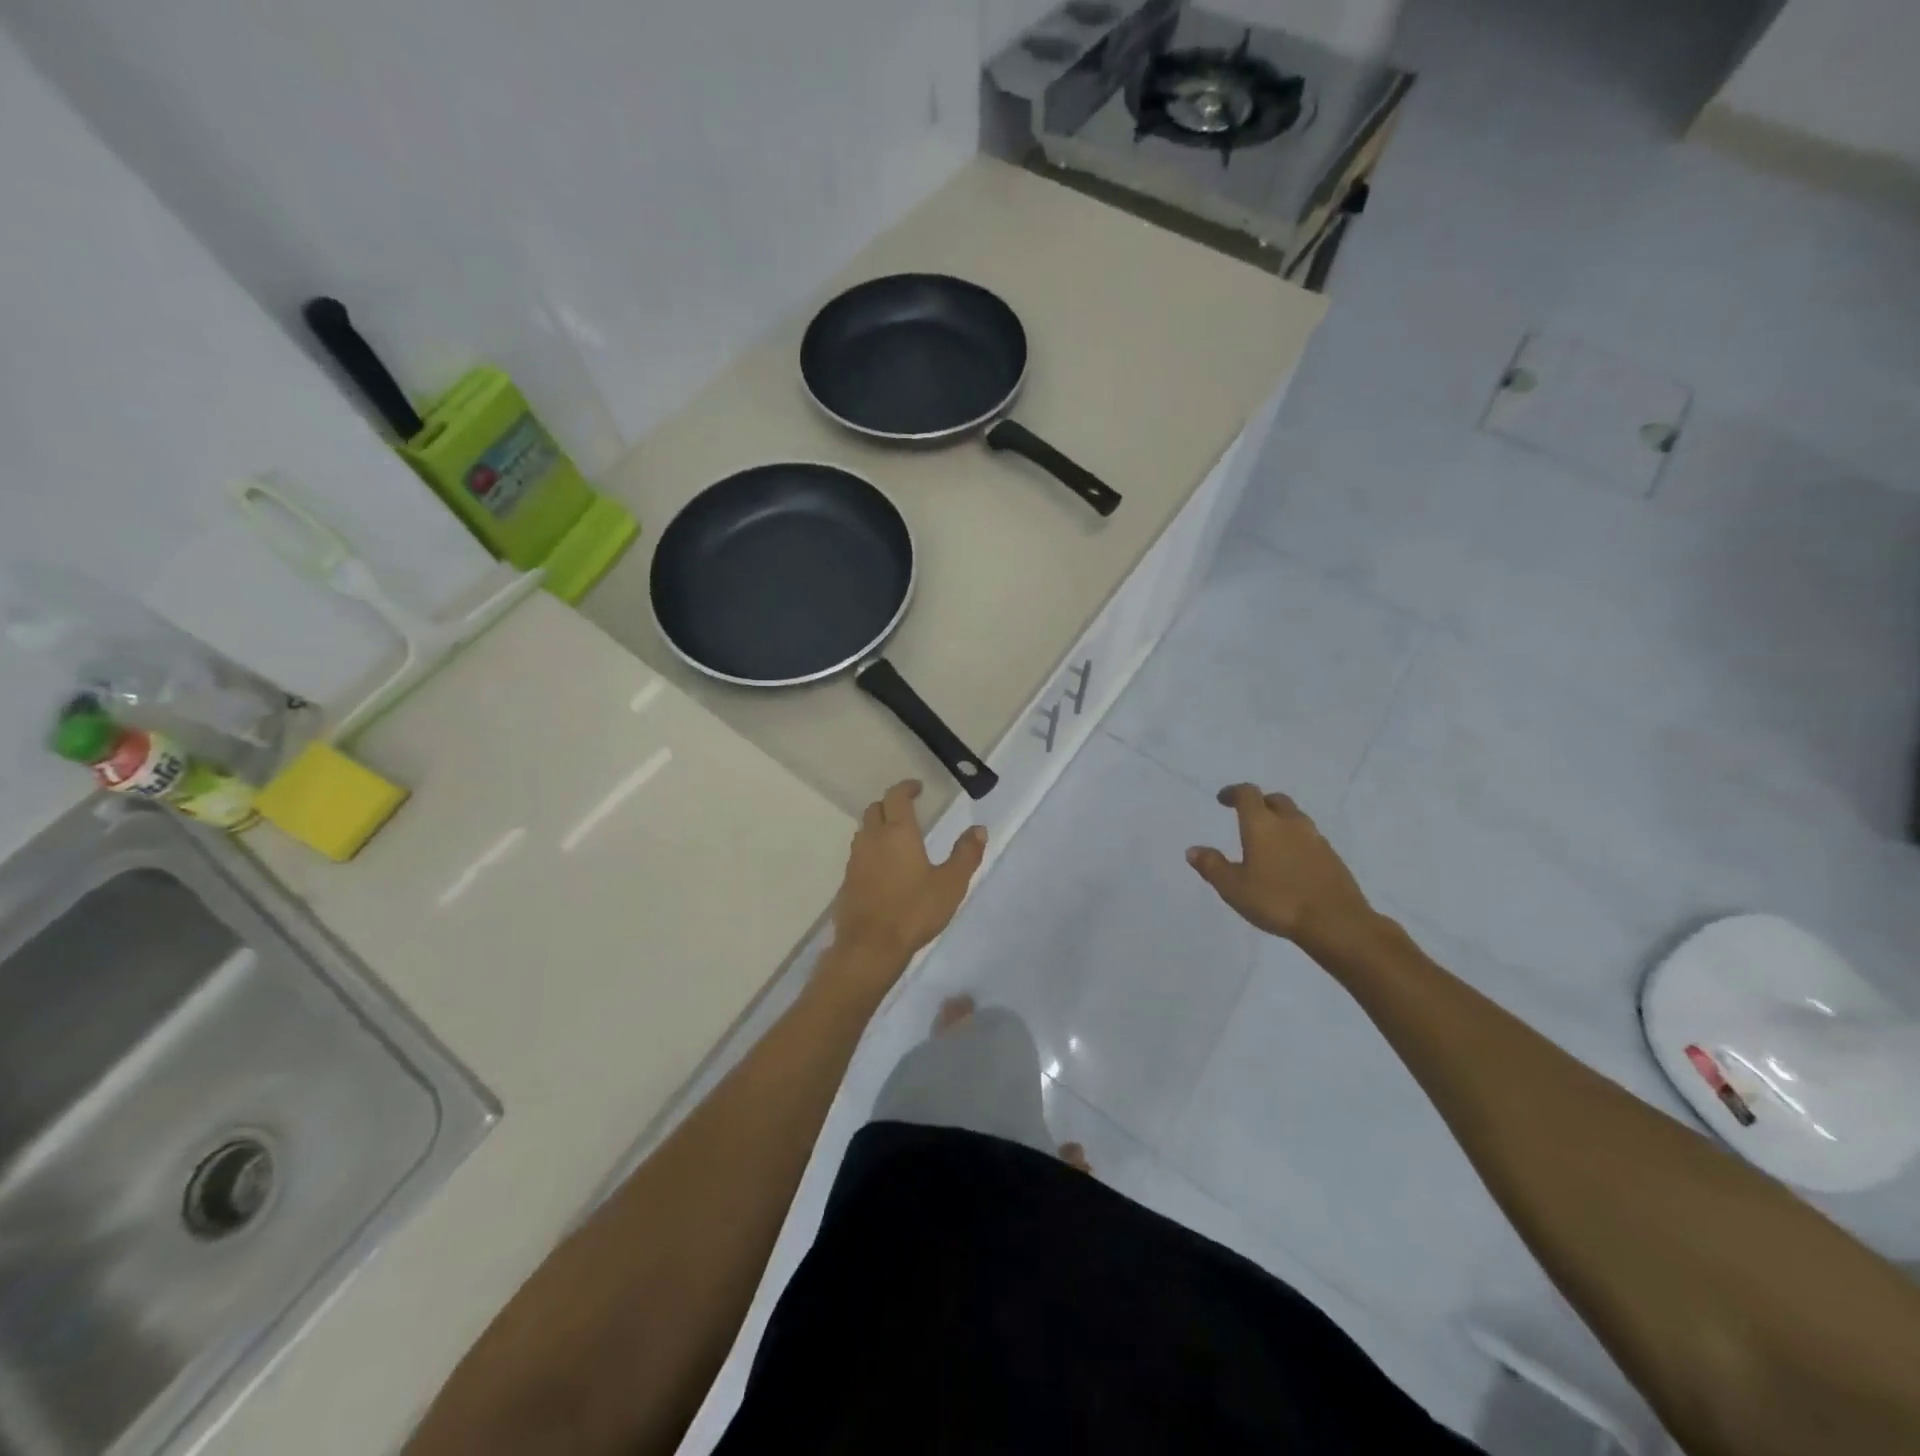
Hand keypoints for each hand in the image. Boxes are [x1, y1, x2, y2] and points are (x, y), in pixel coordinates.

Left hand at [831, 780, 987, 969]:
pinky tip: (883, 868)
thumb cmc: (914, 911)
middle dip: (890, 804)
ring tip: (896, 838)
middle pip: (875, 809)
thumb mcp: (950, 884)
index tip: (917, 788)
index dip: (906, 788)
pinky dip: (871, 850)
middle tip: (907, 811)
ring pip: (864, 831)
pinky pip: (859, 854)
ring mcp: (856, 860)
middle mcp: (872, 839)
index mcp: (898, 832)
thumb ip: (965, 854)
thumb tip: (978, 829)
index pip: (896, 797)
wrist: (870, 947)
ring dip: (878, 826)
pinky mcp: (847, 881)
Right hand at [1187, 785, 1377, 955]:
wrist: (1336, 922)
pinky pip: (1309, 838)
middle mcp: (1290, 824)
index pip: (1248, 794)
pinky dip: (1295, 840)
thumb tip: (1193, 850)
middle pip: (1275, 800)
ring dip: (1280, 821)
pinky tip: (1290, 862)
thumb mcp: (1233, 888)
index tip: (1223, 799)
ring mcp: (1316, 839)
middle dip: (1260, 803)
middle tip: (1247, 815)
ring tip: (1268, 840)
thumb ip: (1212, 866)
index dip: (1233, 793)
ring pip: (1295, 818)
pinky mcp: (1332, 857)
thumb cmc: (1277, 901)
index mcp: (1262, 824)